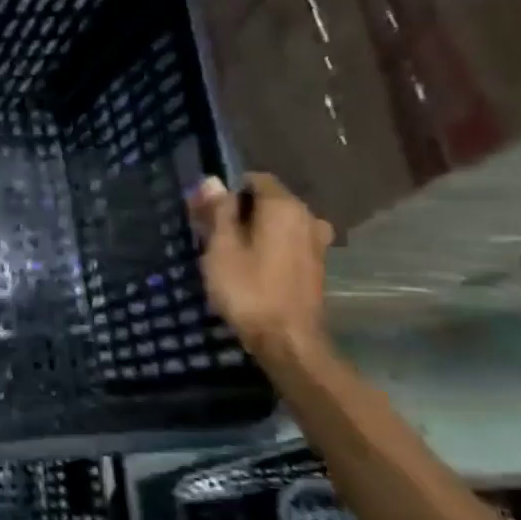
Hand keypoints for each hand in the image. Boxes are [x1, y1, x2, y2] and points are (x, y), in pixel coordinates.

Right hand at [188, 173, 334, 360]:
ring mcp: (316, 242)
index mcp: (284, 207)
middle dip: (238, 210)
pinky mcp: (315, 265)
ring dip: (253, 229)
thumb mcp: (221, 248)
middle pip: (267, 200)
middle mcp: (307, 217)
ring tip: (226, 251)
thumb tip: (212, 180)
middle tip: (208, 232)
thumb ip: (218, 211)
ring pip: (277, 222)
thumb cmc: (248, 289)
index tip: (203, 209)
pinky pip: (287, 241)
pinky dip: (267, 245)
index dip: (227, 189)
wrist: (287, 340)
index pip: (254, 179)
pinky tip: (249, 265)